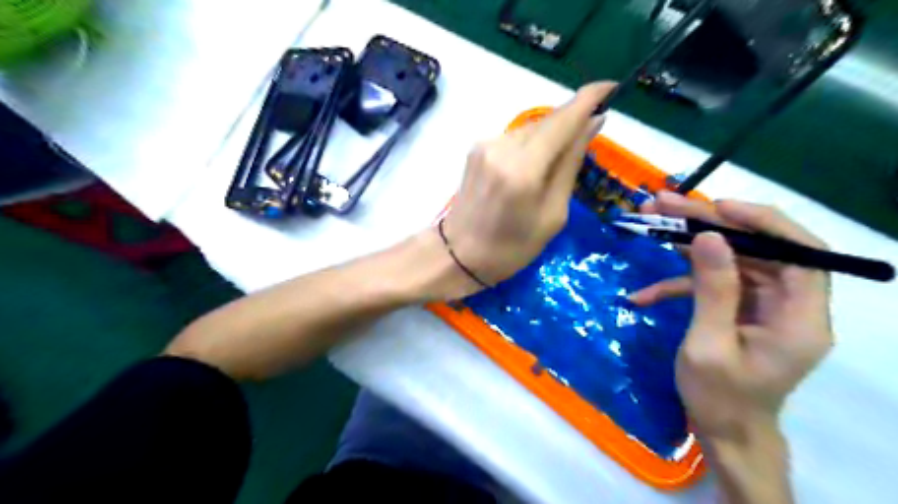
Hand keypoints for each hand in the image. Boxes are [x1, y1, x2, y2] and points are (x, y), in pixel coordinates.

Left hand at [441, 82, 617, 294]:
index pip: (563, 119)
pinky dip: (531, 145)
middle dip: (571, 124)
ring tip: (553, 168)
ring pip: (531, 129)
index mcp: (523, 169)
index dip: (590, 97)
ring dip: (550, 138)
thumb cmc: (512, 248)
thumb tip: (592, 123)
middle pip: (547, 121)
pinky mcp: (477, 149)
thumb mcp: (552, 214)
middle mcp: (501, 146)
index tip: (612, 87)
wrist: (458, 254)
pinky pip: (515, 138)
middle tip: (587, 141)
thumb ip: (570, 164)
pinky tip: (532, 168)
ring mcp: (485, 145)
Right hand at [627, 192, 830, 441]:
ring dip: (688, 244)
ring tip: (650, 223)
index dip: (762, 222)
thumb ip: (712, 290)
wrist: (722, 430)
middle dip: (709, 225)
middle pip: (756, 249)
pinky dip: (678, 285)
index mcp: (799, 317)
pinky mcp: (740, 309)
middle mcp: (790, 305)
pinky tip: (643, 295)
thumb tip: (708, 237)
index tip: (717, 208)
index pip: (801, 252)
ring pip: (731, 260)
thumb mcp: (708, 344)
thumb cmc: (718, 396)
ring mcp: (763, 306)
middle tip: (664, 205)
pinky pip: (712, 285)